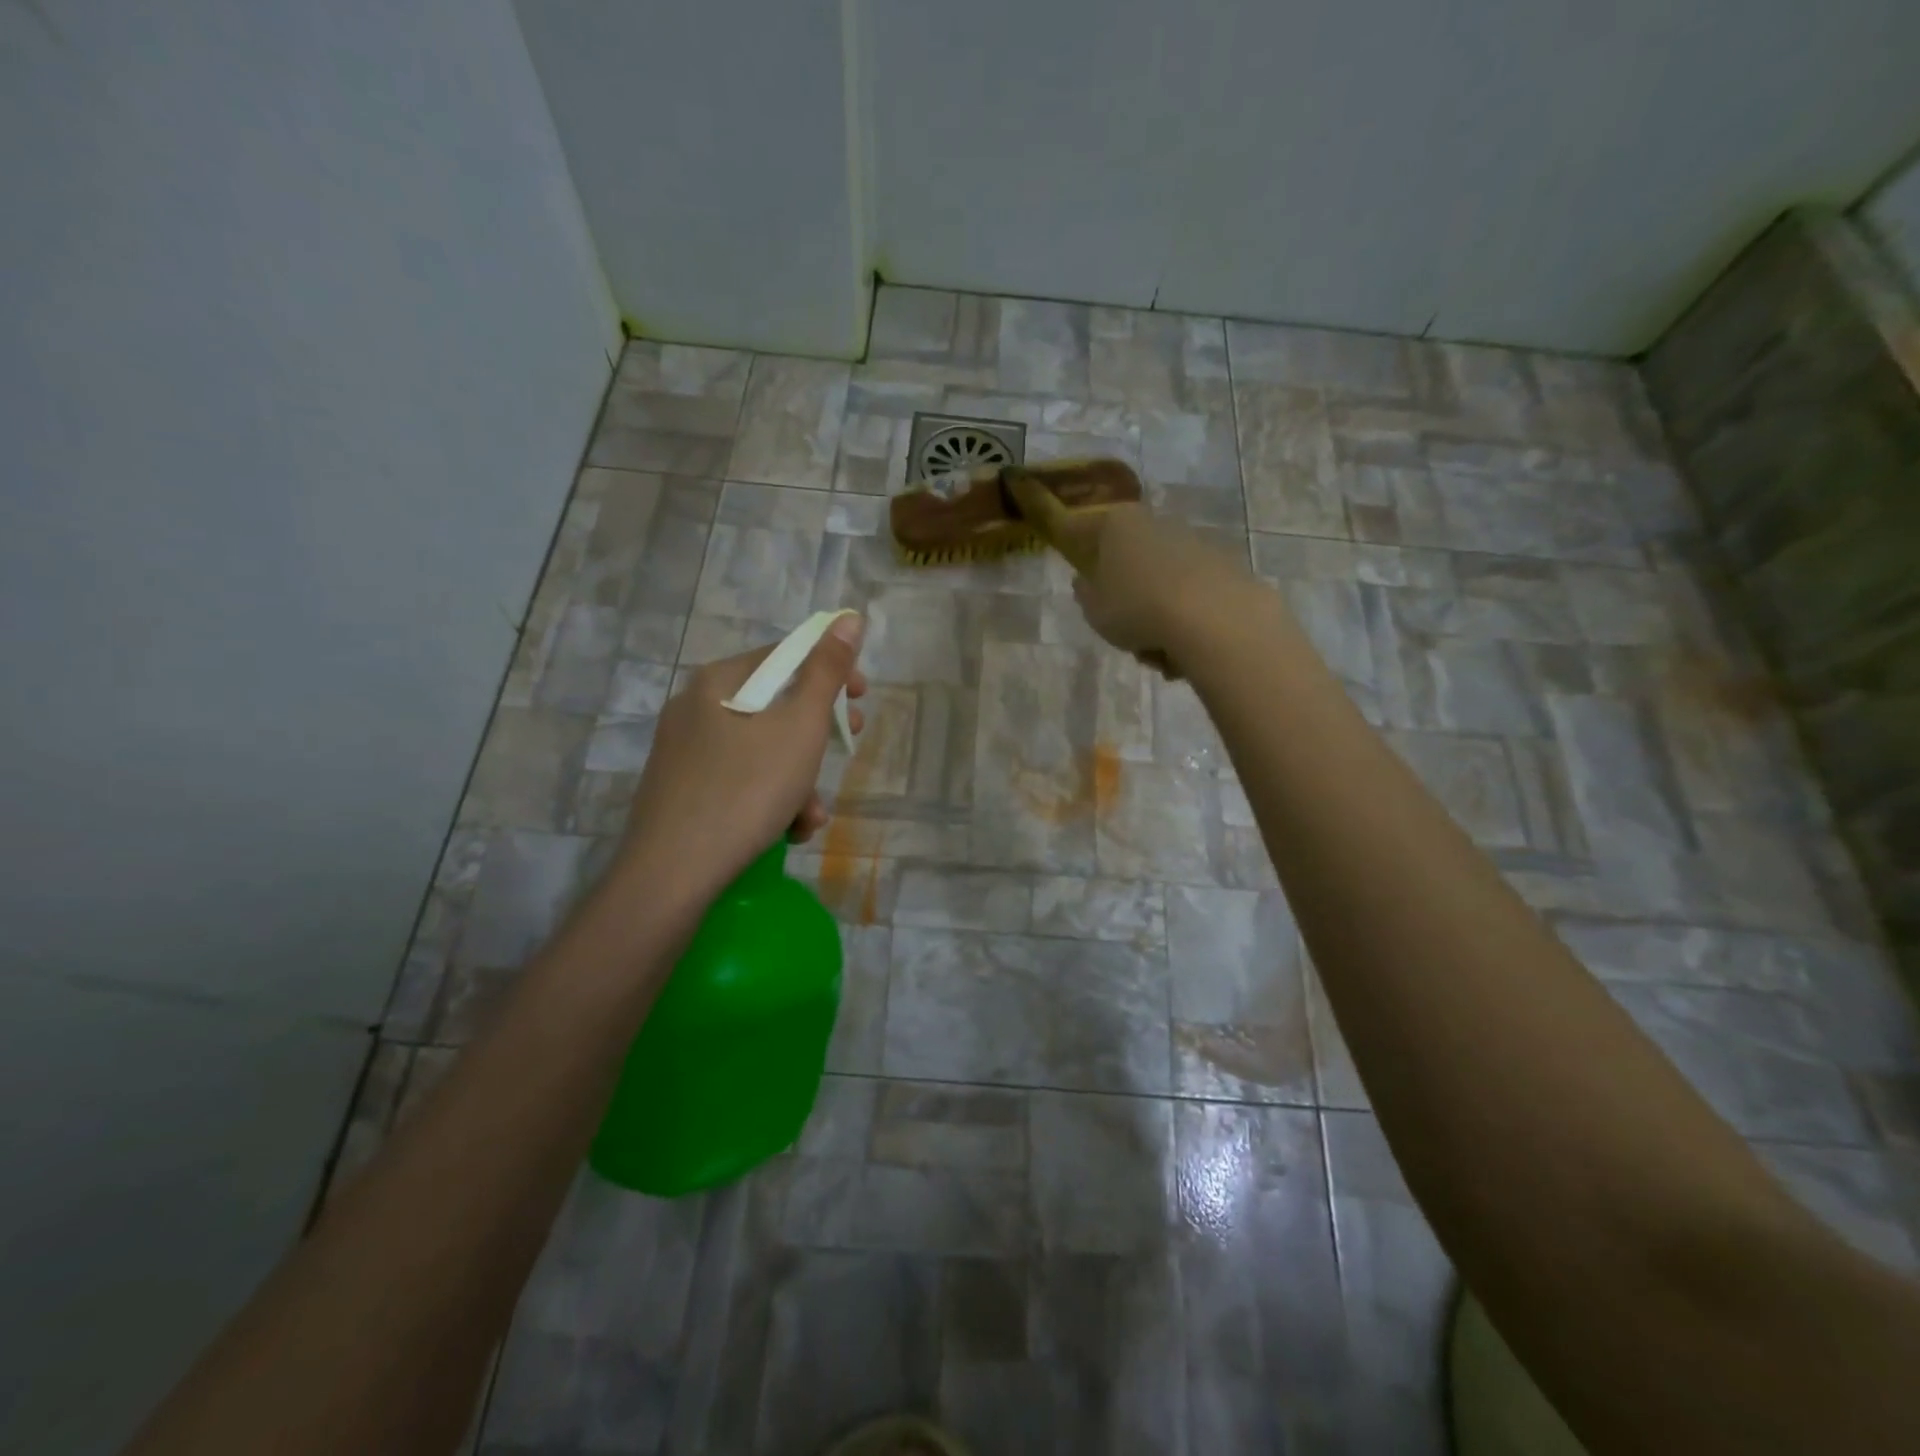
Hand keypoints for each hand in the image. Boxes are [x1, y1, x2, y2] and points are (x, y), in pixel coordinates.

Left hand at [617, 616, 866, 898]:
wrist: (673, 874)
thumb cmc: (746, 790)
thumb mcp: (800, 727)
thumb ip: (827, 671)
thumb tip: (847, 617)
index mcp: (718, 681)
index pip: (785, 656)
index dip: (831, 671)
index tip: (862, 698)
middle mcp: (695, 707)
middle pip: (774, 706)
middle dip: (818, 733)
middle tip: (849, 745)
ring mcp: (685, 752)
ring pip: (761, 751)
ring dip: (799, 779)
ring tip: (812, 816)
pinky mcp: (682, 791)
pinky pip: (739, 780)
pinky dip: (769, 799)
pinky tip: (785, 831)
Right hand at [1056, 504, 1250, 673]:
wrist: (1213, 618)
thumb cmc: (1138, 608)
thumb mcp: (1095, 610)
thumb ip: (1085, 594)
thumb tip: (1085, 582)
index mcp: (1119, 524)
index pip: (1086, 529)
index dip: (1076, 546)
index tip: (1075, 568)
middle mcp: (1158, 522)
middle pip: (1132, 560)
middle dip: (1128, 597)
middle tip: (1122, 631)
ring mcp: (1195, 542)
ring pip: (1163, 583)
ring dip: (1157, 617)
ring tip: (1156, 655)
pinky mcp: (1225, 566)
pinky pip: (1192, 596)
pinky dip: (1185, 621)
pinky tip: (1182, 653)